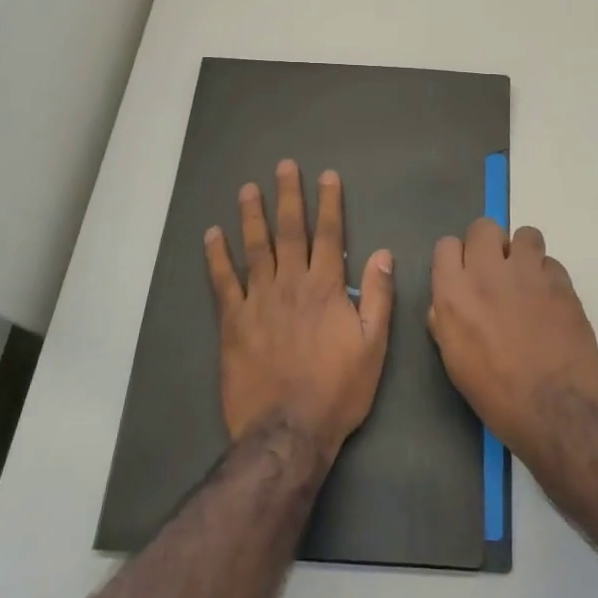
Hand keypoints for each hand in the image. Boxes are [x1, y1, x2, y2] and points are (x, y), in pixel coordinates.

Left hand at [205, 160, 393, 459]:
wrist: (289, 430)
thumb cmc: (338, 389)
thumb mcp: (373, 346)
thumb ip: (380, 297)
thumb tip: (385, 253)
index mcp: (327, 288)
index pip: (329, 234)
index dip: (329, 203)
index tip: (326, 176)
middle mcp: (291, 284)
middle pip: (289, 231)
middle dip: (288, 196)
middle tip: (283, 167)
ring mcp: (258, 300)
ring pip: (254, 248)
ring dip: (251, 216)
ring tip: (248, 189)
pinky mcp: (233, 321)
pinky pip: (223, 281)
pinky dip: (216, 256)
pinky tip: (212, 235)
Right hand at [428, 220, 597, 464]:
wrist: (553, 407)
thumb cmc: (495, 393)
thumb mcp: (453, 360)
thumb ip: (444, 320)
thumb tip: (446, 301)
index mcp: (453, 292)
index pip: (446, 244)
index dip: (456, 258)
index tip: (464, 274)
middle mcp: (487, 272)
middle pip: (484, 227)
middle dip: (489, 244)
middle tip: (497, 271)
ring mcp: (527, 272)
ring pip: (524, 234)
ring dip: (523, 253)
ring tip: (528, 280)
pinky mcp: (561, 281)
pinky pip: (551, 262)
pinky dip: (549, 277)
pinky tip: (550, 302)